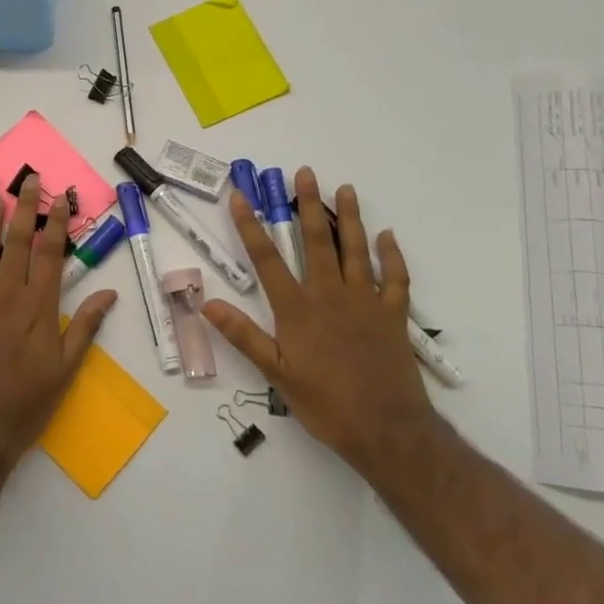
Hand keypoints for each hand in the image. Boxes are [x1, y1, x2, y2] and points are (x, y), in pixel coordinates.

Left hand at [0, 174, 118, 466]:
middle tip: (29, 181)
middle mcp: (7, 297)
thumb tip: (109, 292)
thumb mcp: (66, 370)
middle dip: (25, 210)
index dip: (55, 225)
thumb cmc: (26, 403)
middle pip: (18, 245)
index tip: (59, 199)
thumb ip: (84, 327)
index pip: (49, 256)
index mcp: (38, 309)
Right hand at [204, 168, 440, 472]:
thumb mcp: (276, 374)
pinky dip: (391, 256)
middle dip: (307, 206)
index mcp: (297, 309)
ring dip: (350, 218)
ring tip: (346, 189)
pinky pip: (395, 278)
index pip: (267, 259)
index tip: (241, 196)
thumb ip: (243, 336)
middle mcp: (330, 295)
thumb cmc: (326, 404)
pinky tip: (387, 237)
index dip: (251, 226)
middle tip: (304, 174)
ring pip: (355, 250)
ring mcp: (365, 302)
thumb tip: (208, 304)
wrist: (387, 429)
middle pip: (316, 241)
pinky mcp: (393, 315)